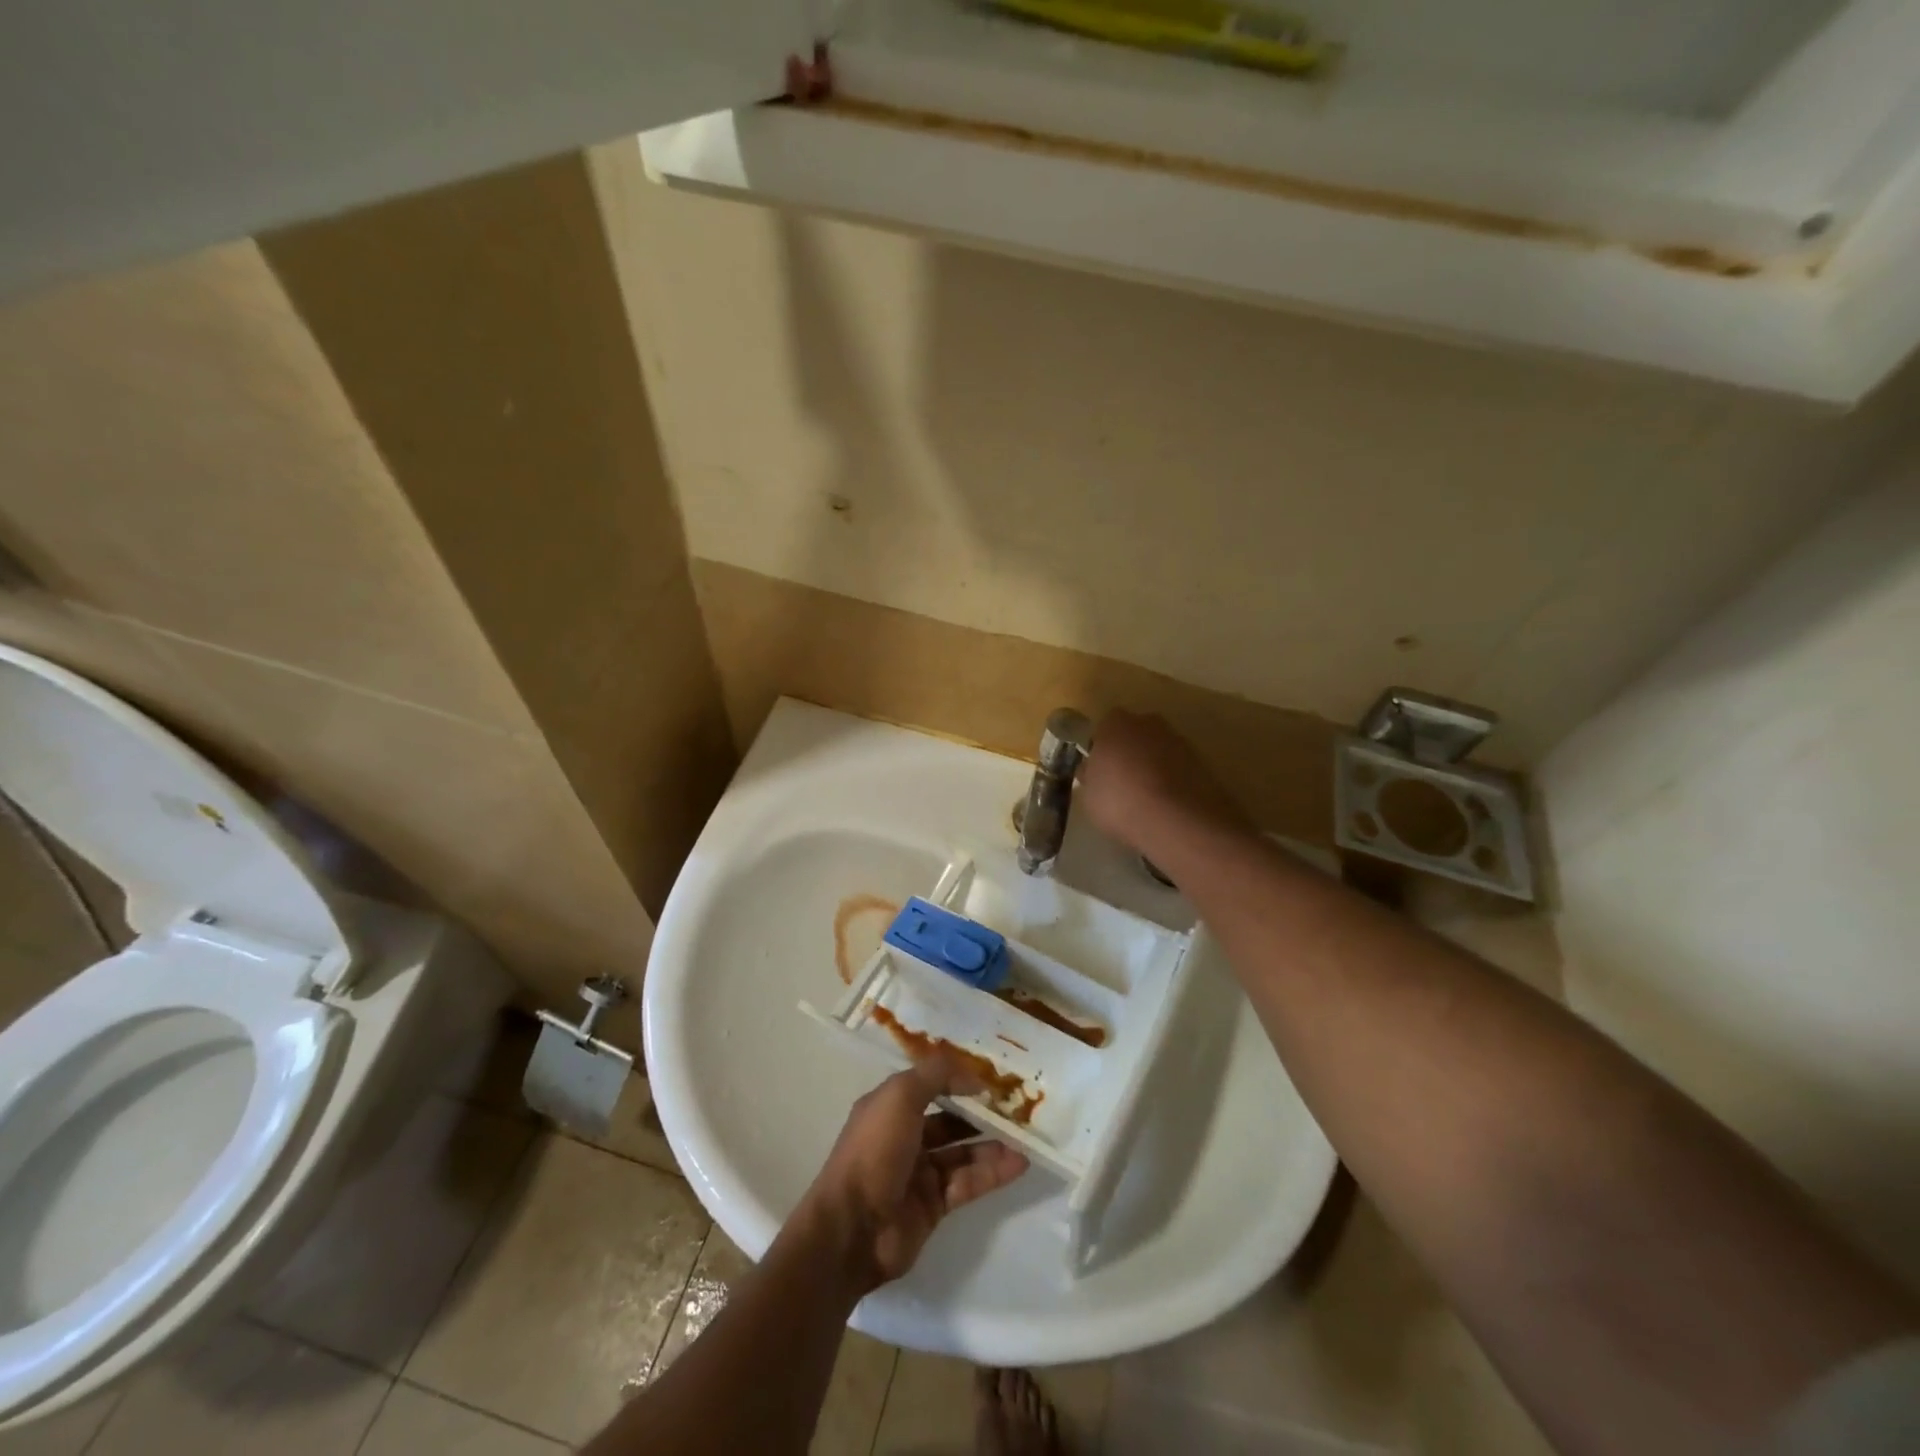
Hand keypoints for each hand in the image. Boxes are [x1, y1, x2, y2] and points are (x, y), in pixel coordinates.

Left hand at [802, 1057, 1028, 1293]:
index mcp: (889, 1107)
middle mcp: (904, 1137)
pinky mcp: (933, 1206)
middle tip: (1015, 1109)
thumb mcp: (900, 1096)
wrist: (852, 1228)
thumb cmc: (874, 1151)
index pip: (928, 1086)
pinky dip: (992, 1173)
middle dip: (979, 1114)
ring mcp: (918, 1173)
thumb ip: (936, 1076)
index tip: (990, 1079)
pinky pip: (968, 1183)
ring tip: (1025, 1137)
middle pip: (948, 1120)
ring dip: (992, 1144)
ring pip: (962, 1153)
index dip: (957, 1080)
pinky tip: (1018, 1164)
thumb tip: (974, 1075)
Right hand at [1079, 710, 1248, 852]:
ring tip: (1147, 799)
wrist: (1177, 819)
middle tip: (1122, 783)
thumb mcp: (1089, 795)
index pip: (1104, 728)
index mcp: (1115, 724)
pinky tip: (1167, 806)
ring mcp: (1178, 740)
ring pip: (1159, 750)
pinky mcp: (1202, 761)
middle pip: (1134, 734)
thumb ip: (1091, 776)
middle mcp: (1148, 722)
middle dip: (1130, 753)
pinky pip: (1178, 768)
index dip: (1101, 749)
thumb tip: (1094, 771)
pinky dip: (1173, 781)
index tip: (1099, 771)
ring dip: (1153, 767)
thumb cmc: (1120, 801)